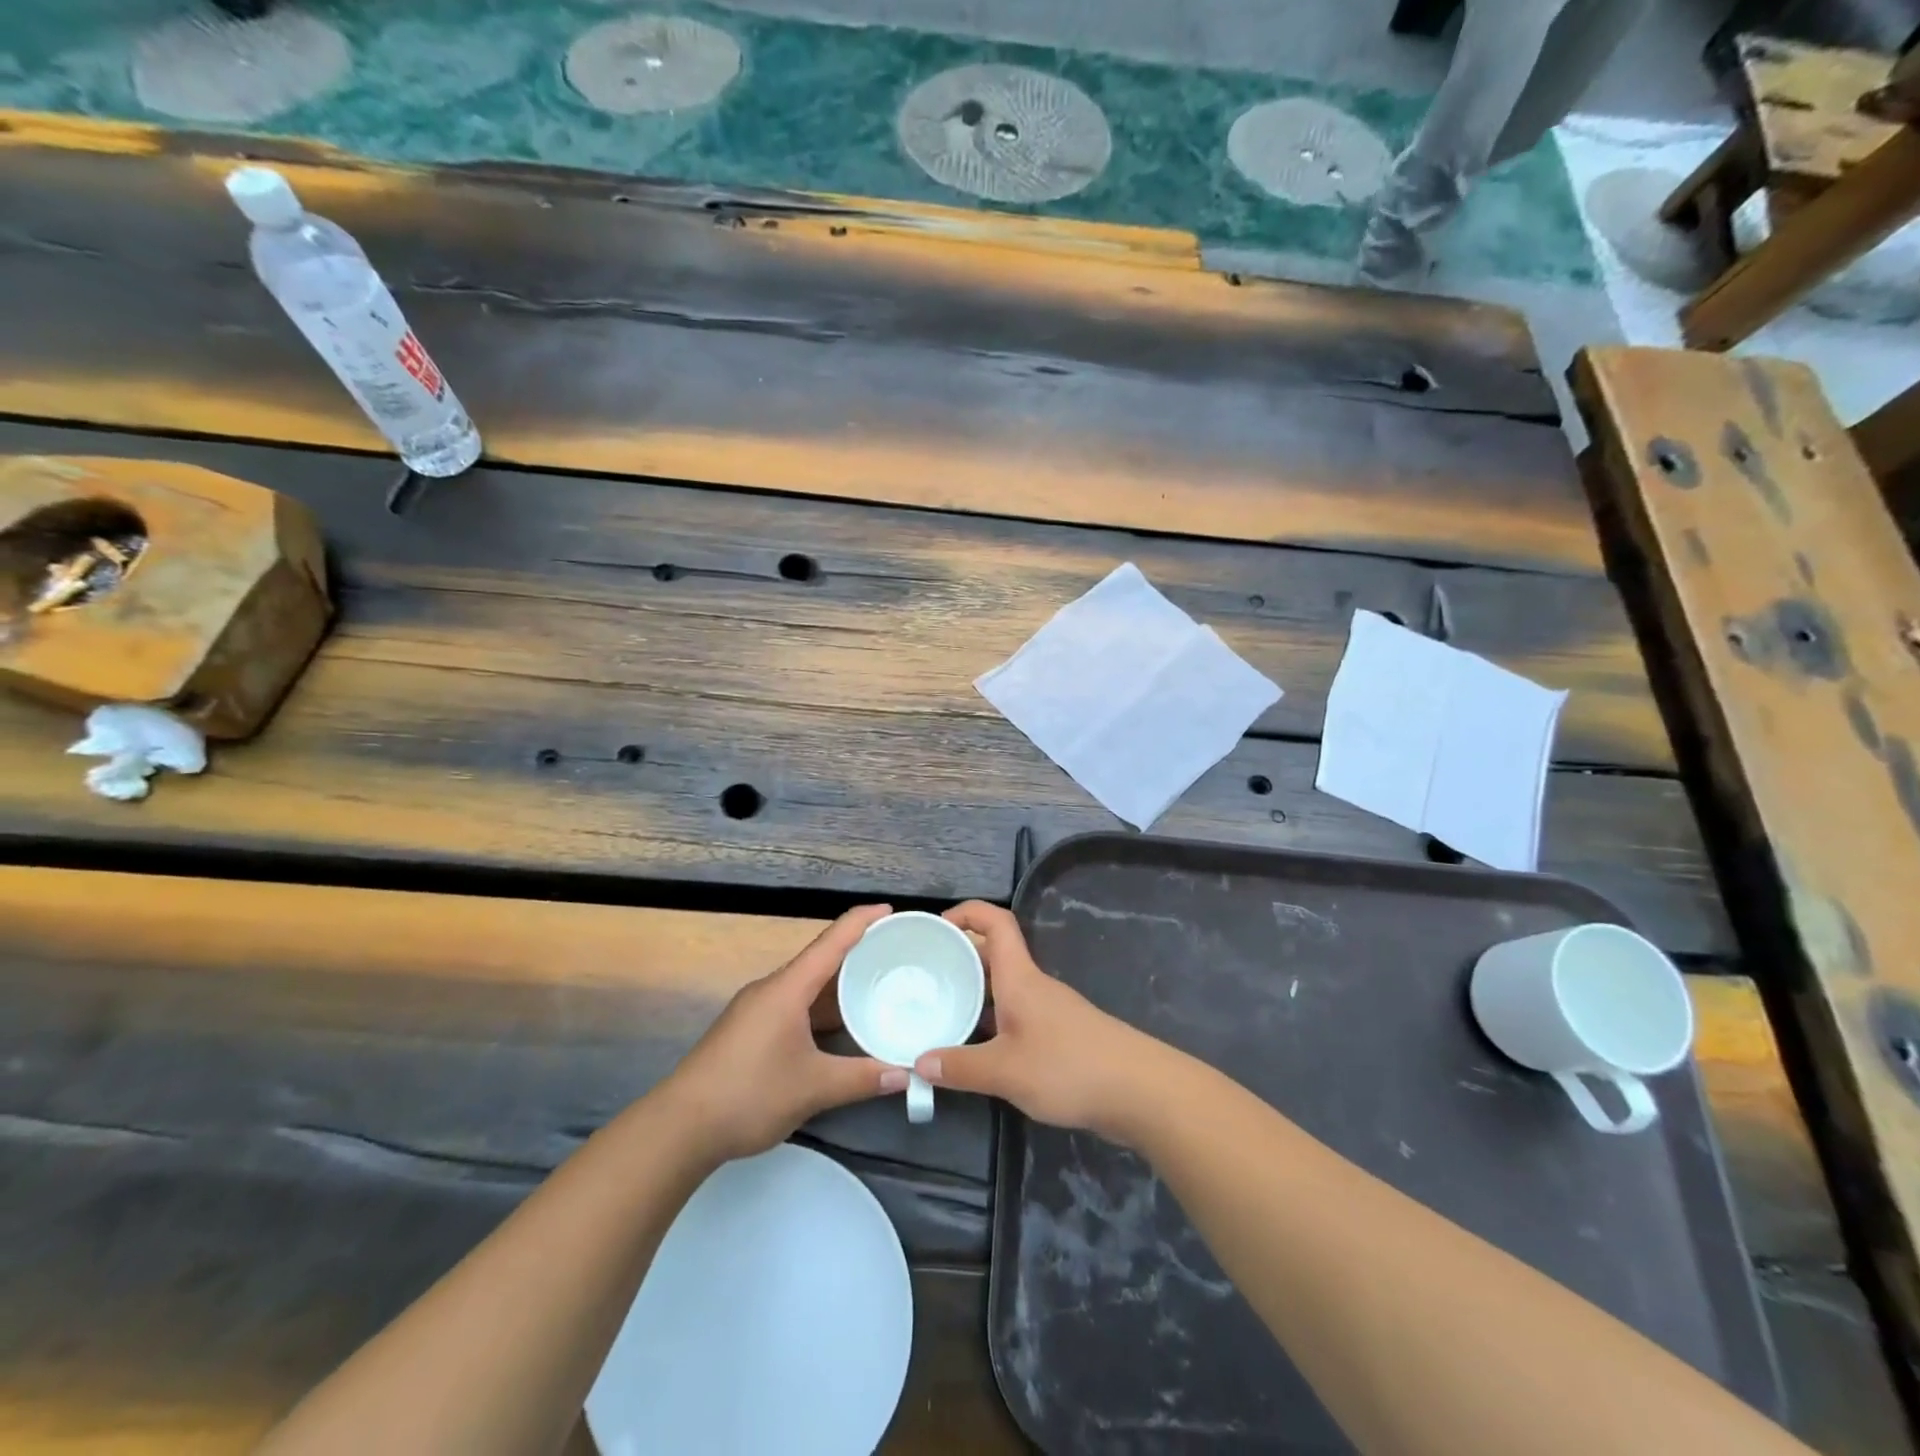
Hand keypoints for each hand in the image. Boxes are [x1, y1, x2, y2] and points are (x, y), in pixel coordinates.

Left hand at [662, 905, 905, 1162]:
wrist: (679, 1127)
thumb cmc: (749, 1094)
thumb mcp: (813, 1087)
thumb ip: (862, 1078)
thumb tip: (907, 1074)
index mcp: (788, 988)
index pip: (832, 941)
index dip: (861, 921)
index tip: (890, 910)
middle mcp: (771, 989)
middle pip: (819, 960)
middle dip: (855, 953)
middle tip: (893, 954)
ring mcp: (755, 1009)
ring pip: (805, 985)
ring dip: (836, 984)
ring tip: (872, 987)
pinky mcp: (746, 1030)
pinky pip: (792, 1004)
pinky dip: (819, 1007)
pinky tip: (836, 1025)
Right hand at [914, 901, 1156, 1138]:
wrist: (1139, 1091)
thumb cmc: (1068, 1067)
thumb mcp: (1005, 1071)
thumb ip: (960, 1067)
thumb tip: (918, 1062)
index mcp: (1019, 977)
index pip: (995, 922)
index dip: (966, 913)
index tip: (935, 928)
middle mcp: (1032, 984)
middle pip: (993, 954)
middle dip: (959, 956)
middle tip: (923, 975)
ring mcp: (1047, 1009)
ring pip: (1003, 987)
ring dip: (973, 993)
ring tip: (938, 1010)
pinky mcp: (1058, 1035)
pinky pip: (1014, 1014)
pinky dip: (991, 1021)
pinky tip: (974, 1046)